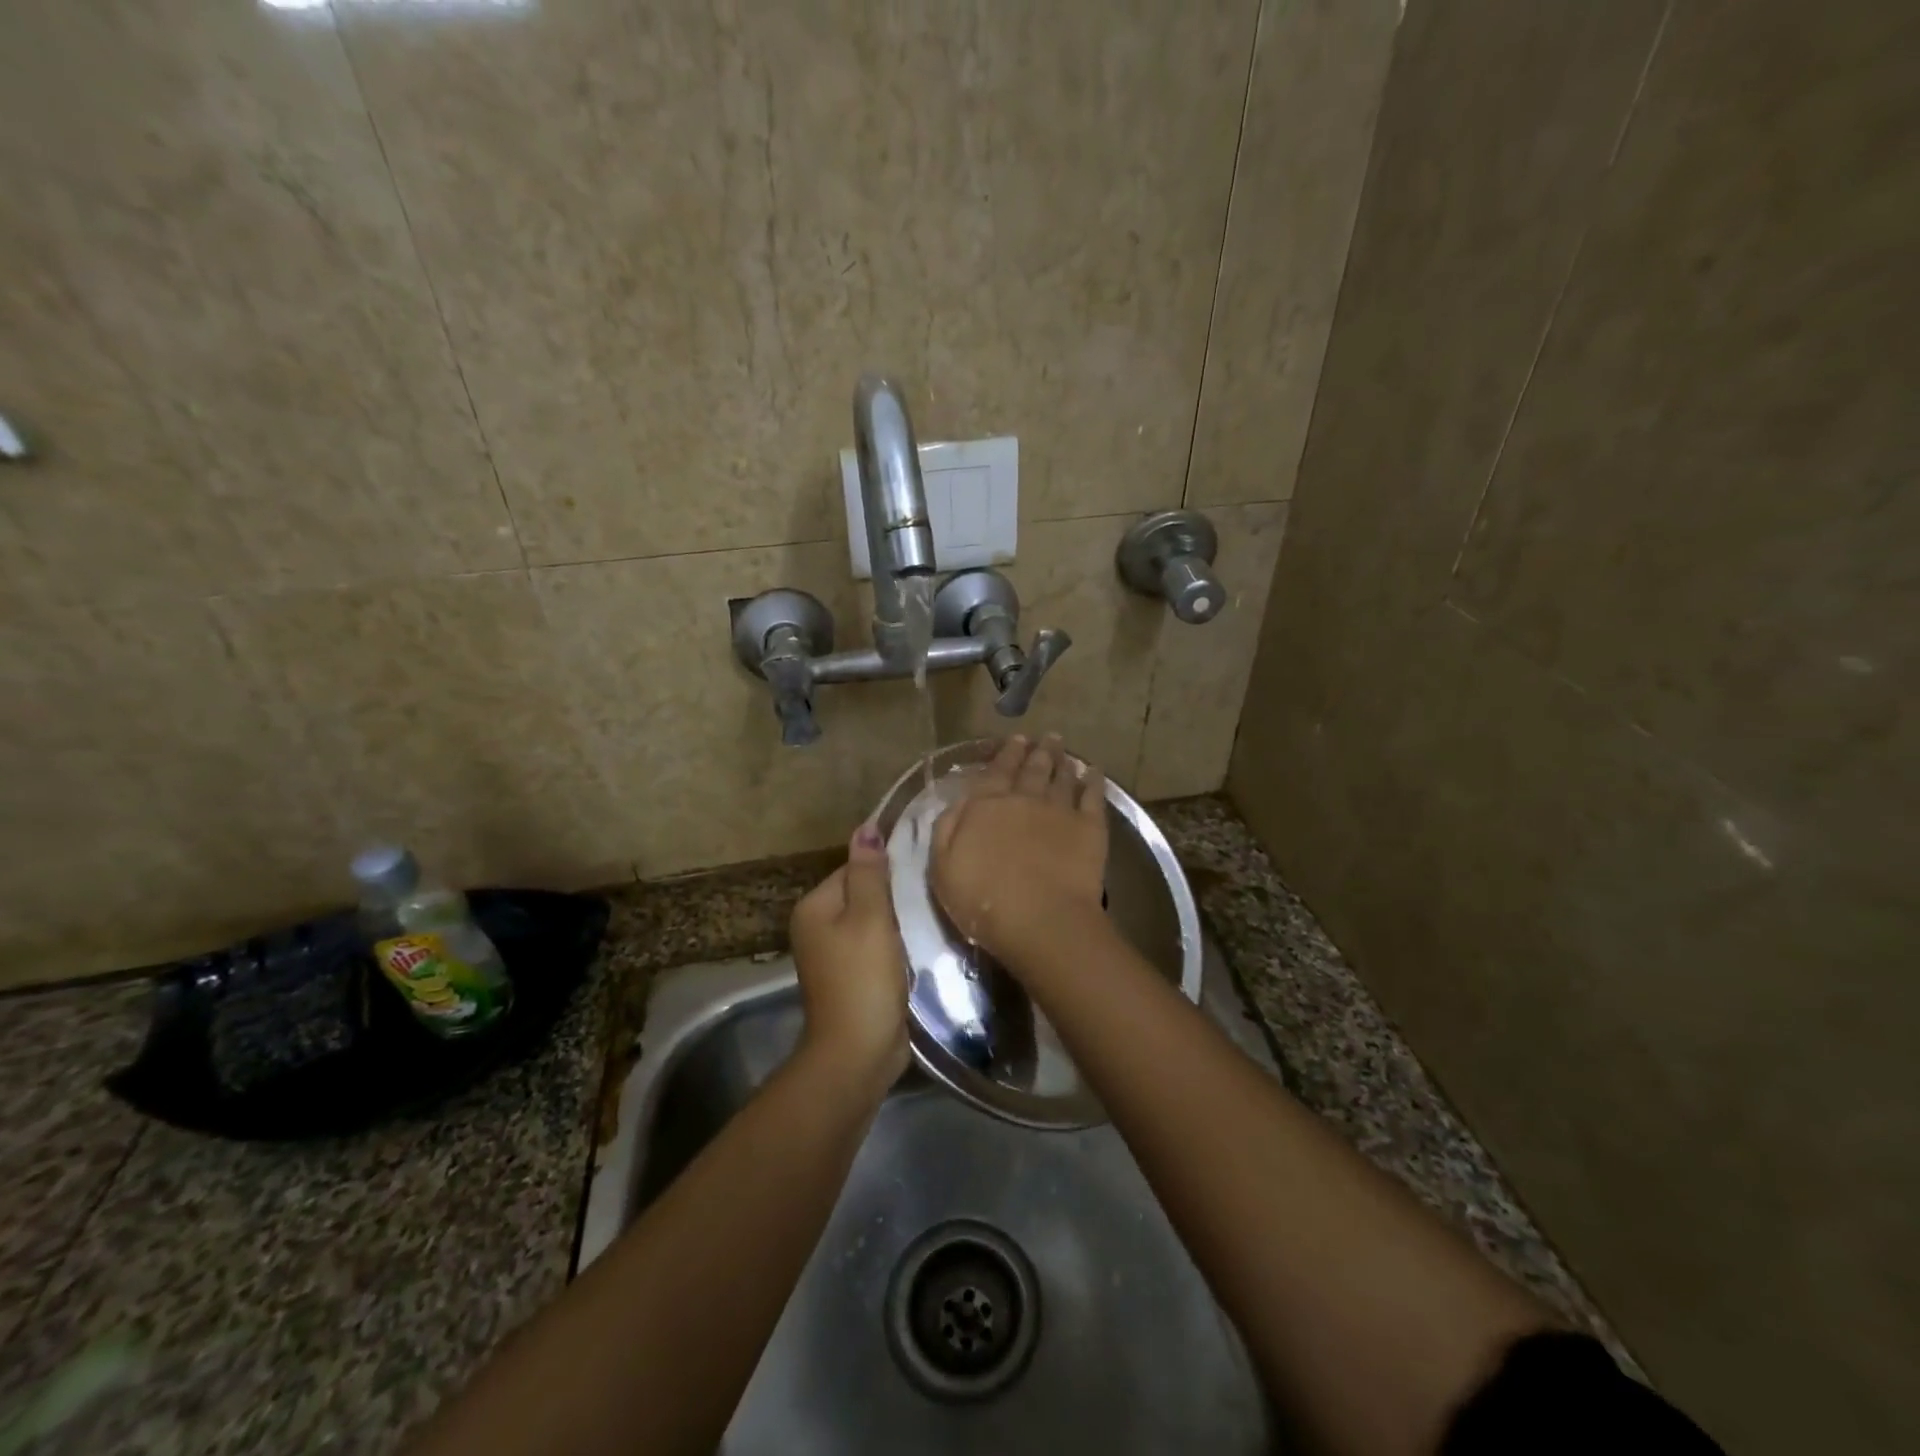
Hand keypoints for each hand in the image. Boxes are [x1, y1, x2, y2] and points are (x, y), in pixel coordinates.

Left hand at [789, 825, 908, 1086]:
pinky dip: (895, 945)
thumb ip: (870, 872)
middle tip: (929, 895)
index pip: (854, 868)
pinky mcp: (852, 977)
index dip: (887, 870)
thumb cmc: (863, 978)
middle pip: (863, 894)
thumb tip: (866, 826)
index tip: (920, 873)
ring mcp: (832, 955)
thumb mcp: (871, 918)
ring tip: (929, 917)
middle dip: (894, 896)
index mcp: (814, 907)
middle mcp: (816, 927)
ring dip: (897, 921)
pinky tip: (918, 946)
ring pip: (872, 922)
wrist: (858, 1052)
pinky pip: (875, 947)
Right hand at [931, 735, 1107, 968]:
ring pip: (1061, 777)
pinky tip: (1094, 772)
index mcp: (987, 806)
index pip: (996, 771)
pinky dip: (1093, 781)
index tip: (1015, 739)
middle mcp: (1024, 798)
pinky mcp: (1089, 828)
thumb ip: (947, 828)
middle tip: (1045, 737)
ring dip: (1062, 760)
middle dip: (1037, 751)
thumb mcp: (943, 867)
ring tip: (1063, 748)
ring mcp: (1059, 810)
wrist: (1041, 919)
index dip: (1006, 754)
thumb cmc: (983, 899)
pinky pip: (1093, 796)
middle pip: (1032, 769)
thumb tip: (958, 801)